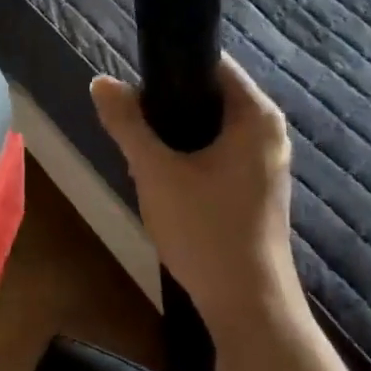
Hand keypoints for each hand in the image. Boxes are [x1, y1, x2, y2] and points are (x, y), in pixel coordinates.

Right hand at [91, 53, 303, 351]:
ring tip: (142, 159)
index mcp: (256, 115)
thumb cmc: (205, 230)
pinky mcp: (257, 191)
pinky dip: (190, 162)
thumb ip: (127, 123)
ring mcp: (266, 164)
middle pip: (209, 98)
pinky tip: (165, 186)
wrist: (247, 305)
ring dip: (174, 140)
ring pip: (210, 132)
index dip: (169, 69)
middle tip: (132, 131)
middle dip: (166, 111)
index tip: (133, 88)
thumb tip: (101, 81)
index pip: (212, 65)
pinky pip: (218, 158)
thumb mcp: (155, 172)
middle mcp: (268, 133)